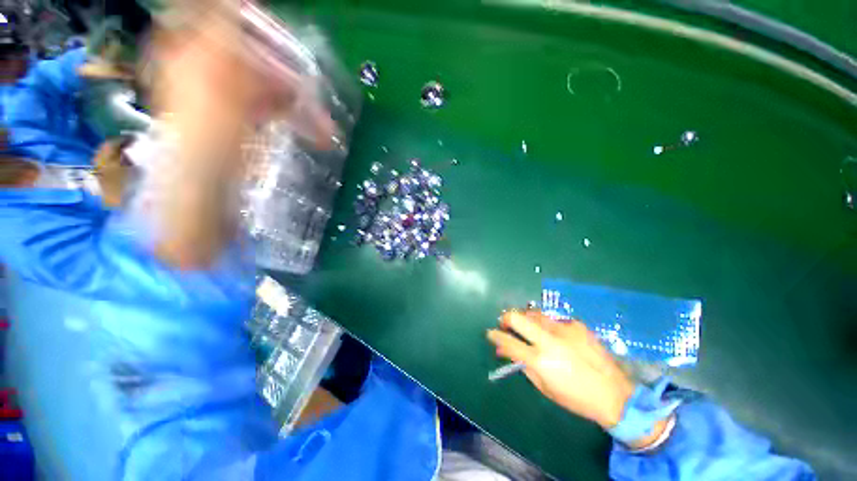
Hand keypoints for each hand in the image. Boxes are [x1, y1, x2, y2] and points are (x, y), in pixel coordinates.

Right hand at [487, 311, 634, 428]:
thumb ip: (522, 365)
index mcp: (540, 360)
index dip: (495, 335)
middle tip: (505, 323)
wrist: (616, 395)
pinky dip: (548, 326)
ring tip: (529, 327)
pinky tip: (557, 336)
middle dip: (506, 318)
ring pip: (534, 313)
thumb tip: (505, 350)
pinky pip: (554, 320)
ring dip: (526, 319)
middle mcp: (550, 339)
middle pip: (517, 317)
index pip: (508, 342)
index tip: (490, 332)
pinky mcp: (576, 325)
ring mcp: (564, 329)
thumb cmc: (576, 398)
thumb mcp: (544, 387)